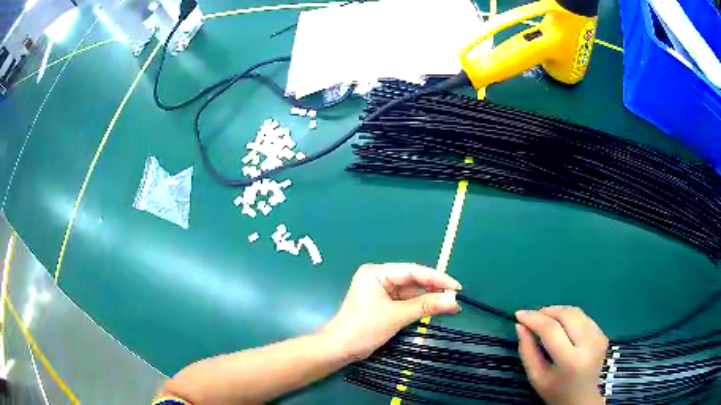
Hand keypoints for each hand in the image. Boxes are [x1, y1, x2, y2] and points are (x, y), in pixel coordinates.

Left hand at [321, 263, 461, 361]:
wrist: (340, 349)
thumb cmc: (363, 328)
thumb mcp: (396, 316)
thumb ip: (425, 306)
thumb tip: (454, 301)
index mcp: (376, 273)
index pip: (412, 271)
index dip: (436, 278)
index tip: (456, 286)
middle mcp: (380, 278)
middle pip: (413, 280)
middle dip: (434, 289)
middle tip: (457, 297)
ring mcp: (382, 291)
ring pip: (412, 291)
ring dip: (430, 298)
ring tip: (452, 304)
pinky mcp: (385, 304)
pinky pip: (407, 301)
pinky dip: (421, 306)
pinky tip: (437, 308)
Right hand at [515, 307, 607, 404]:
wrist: (582, 399)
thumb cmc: (555, 391)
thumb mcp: (536, 377)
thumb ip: (527, 351)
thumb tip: (520, 325)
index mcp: (570, 361)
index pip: (552, 330)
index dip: (534, 318)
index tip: (519, 314)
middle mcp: (589, 345)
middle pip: (567, 315)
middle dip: (546, 311)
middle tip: (532, 317)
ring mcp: (599, 337)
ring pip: (576, 312)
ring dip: (558, 311)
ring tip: (545, 320)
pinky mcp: (603, 334)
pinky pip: (584, 317)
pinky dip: (569, 317)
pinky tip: (562, 326)